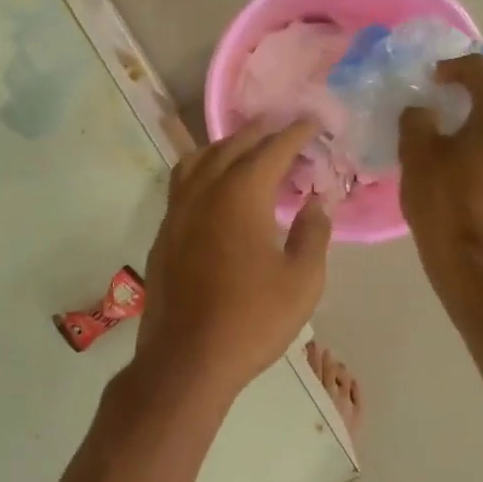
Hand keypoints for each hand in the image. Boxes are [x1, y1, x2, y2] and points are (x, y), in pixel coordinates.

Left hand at [132, 119, 332, 407]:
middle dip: (261, 133)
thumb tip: (318, 202)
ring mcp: (177, 210)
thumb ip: (313, 233)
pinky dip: (204, 169)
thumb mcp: (302, 280)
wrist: (187, 358)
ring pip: (199, 159)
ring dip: (227, 146)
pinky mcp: (164, 231)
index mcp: (240, 194)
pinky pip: (183, 182)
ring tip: (249, 151)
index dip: (296, 134)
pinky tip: (216, 187)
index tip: (314, 123)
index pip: (272, 149)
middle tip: (285, 131)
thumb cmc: (252, 319)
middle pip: (232, 145)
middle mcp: (204, 191)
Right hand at [399, 54, 482, 282]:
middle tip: (433, 101)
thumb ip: (417, 118)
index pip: (478, 68)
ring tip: (448, 127)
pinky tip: (467, 150)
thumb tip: (422, 109)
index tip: (425, 80)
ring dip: (480, 113)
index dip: (448, 68)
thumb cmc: (445, 202)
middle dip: (466, 90)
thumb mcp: (417, 154)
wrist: (477, 262)